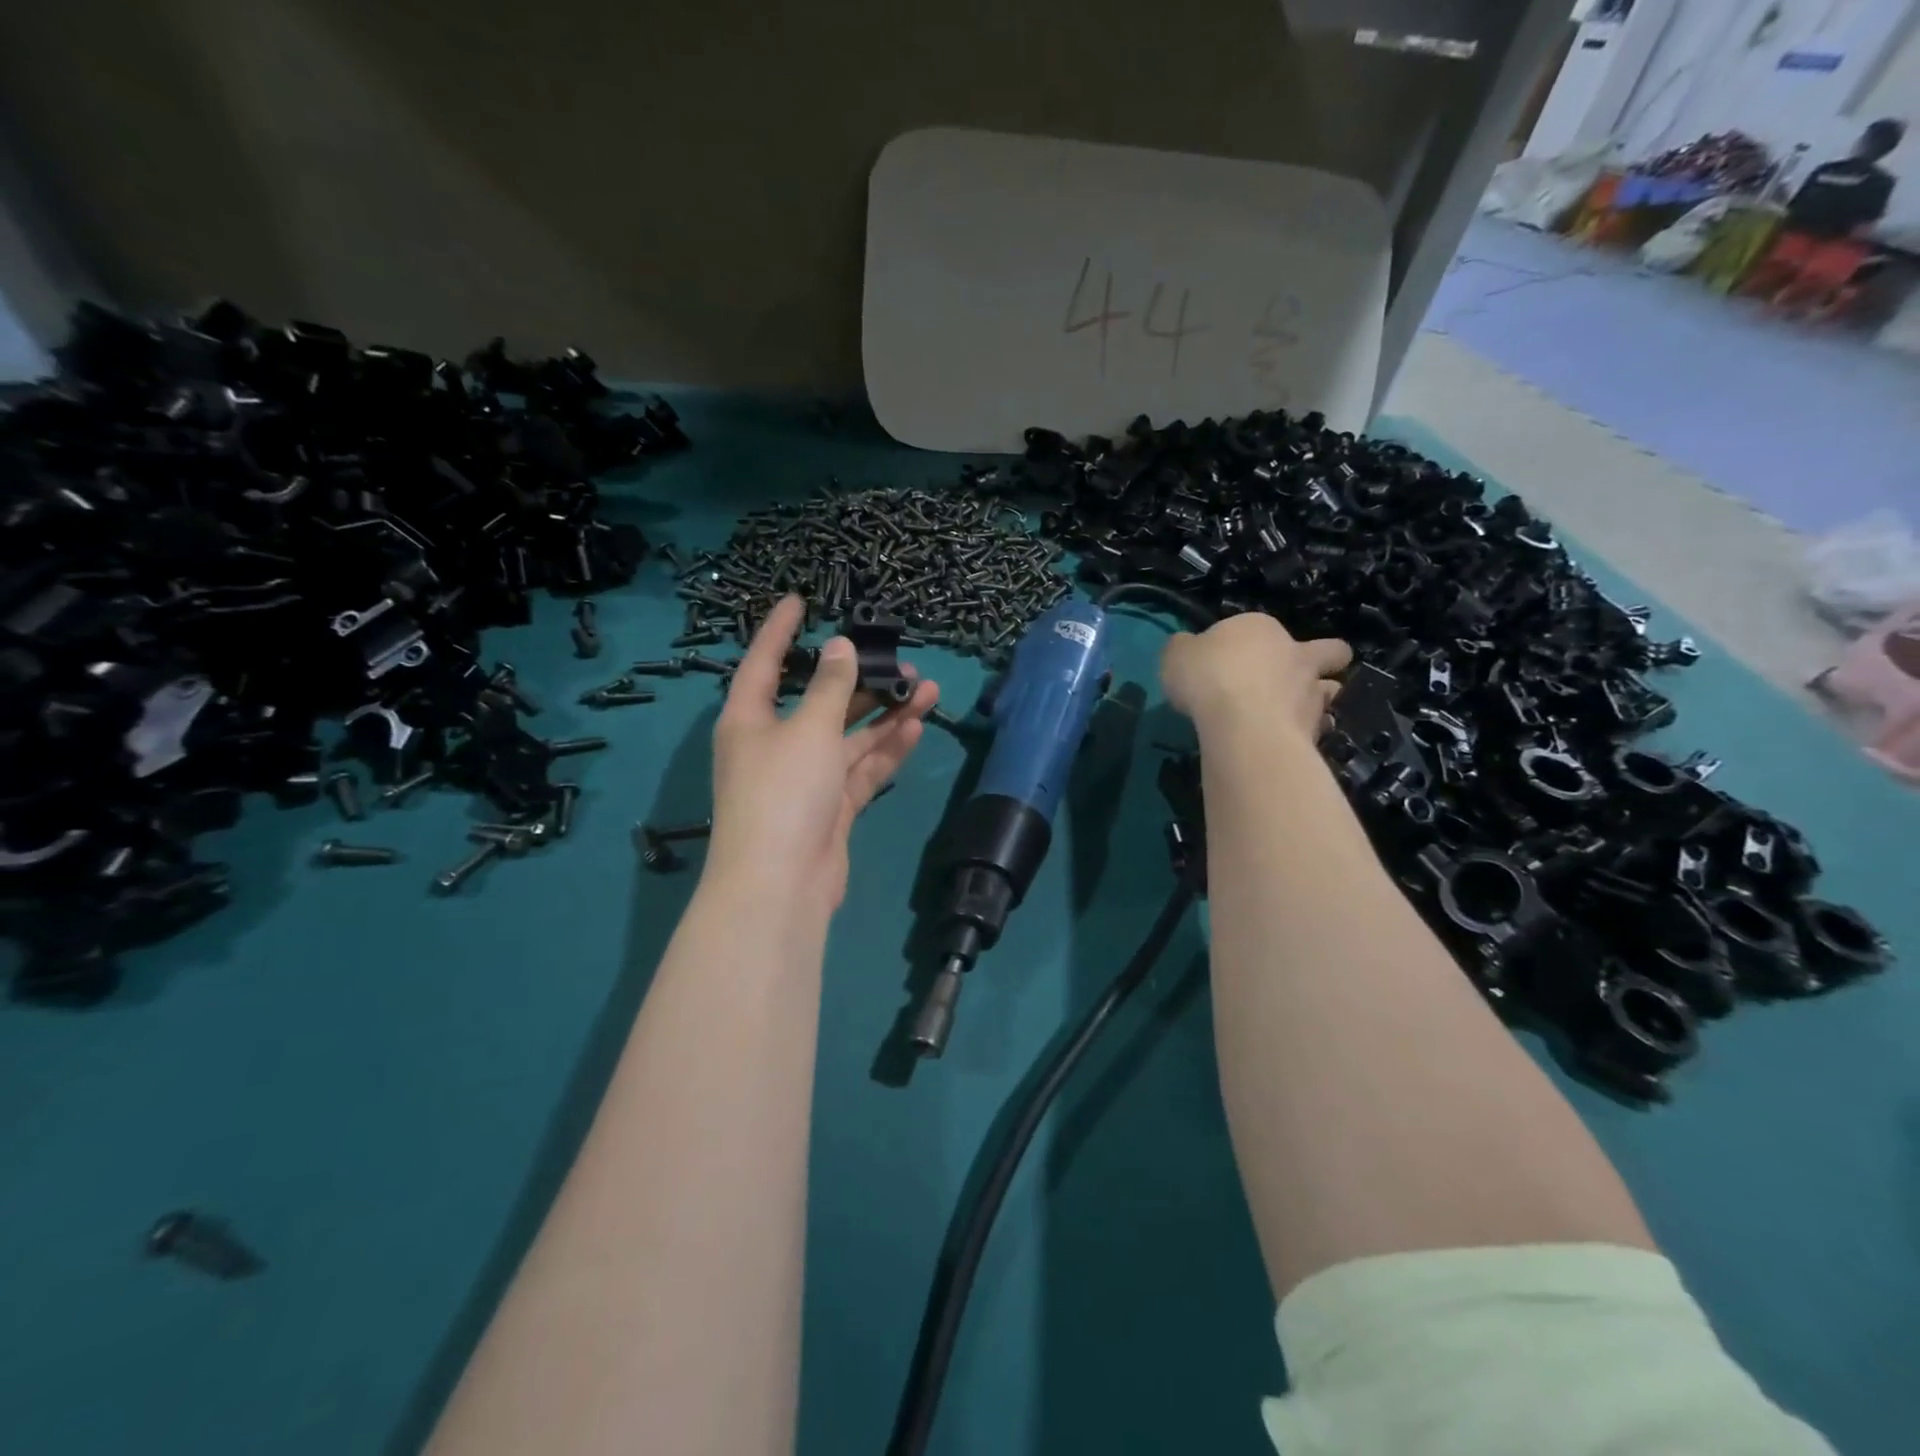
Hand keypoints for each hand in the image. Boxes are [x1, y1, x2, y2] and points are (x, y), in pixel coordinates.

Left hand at [706, 596, 938, 915]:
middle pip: (820, 701)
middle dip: (860, 681)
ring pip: (849, 736)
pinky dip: (885, 749)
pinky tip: (915, 727)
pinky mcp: (831, 807)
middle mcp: (775, 744)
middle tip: (900, 661)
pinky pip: (860, 768)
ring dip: (885, 714)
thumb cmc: (783, 792)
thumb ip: (829, 687)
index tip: (799, 600)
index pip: (764, 662)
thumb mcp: (808, 729)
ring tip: (927, 689)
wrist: (781, 884)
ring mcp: (805, 779)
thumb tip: (839, 647)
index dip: (779, 629)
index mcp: (750, 719)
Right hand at [1161, 612, 1350, 740]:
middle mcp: (1295, 653)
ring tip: (1293, 714)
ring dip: (1317, 699)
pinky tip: (1290, 741)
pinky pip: (1320, 727)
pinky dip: (1309, 732)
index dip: (1244, 644)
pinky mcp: (1316, 727)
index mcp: (1260, 628)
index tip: (1225, 664)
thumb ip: (1184, 649)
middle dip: (1321, 660)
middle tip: (1296, 679)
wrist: (1241, 724)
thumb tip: (1188, 647)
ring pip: (1330, 689)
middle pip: (1326, 650)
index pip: (1256, 628)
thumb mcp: (1176, 656)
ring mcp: (1312, 691)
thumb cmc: (1207, 678)